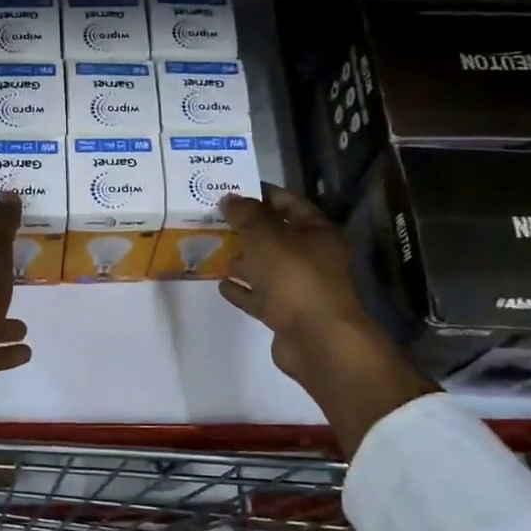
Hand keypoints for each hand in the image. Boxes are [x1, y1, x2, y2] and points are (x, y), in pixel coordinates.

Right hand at [218, 185, 432, 455]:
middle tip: (214, 219)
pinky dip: (242, 290)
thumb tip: (230, 197)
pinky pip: (260, 296)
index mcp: (317, 232)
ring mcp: (299, 287)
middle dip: (247, 228)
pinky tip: (220, 283)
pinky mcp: (286, 314)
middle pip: (276, 235)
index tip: (231, 190)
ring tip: (212, 249)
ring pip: (266, 267)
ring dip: (243, 259)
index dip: (262, 194)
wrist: (317, 340)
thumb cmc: (296, 279)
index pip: (288, 203)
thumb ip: (246, 216)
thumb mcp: (267, 238)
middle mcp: (312, 257)